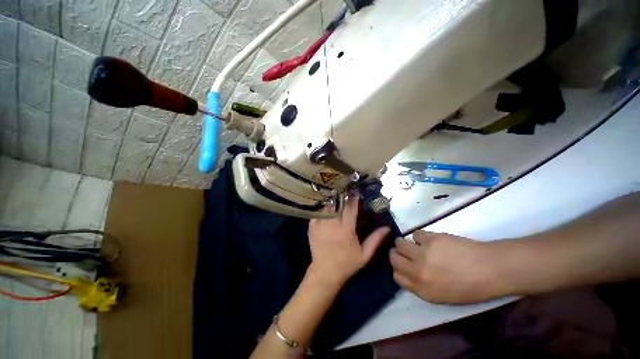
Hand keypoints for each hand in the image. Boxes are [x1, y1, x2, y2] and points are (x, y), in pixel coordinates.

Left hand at [308, 197, 389, 287]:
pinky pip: (317, 212)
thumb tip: (387, 228)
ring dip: (333, 200)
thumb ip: (375, 240)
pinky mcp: (312, 226)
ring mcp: (320, 224)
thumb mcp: (364, 254)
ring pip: (327, 206)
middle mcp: (332, 224)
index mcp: (346, 229)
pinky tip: (326, 206)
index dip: (354, 198)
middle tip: (346, 191)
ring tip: (336, 196)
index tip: (356, 191)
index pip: (351, 208)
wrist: (325, 272)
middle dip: (343, 196)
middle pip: (338, 204)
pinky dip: (322, 207)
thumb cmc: (347, 264)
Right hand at [390, 231, 505, 303]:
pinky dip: (420, 237)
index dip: (397, 268)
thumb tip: (408, 271)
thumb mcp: (442, 296)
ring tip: (416, 244)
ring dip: (405, 243)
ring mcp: (422, 253)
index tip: (403, 264)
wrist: (490, 269)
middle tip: (405, 252)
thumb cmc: (470, 287)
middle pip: (393, 257)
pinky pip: (416, 234)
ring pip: (399, 243)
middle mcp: (418, 272)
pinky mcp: (430, 239)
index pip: (396, 276)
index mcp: (422, 290)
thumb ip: (420, 286)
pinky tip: (431, 241)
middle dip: (396, 253)